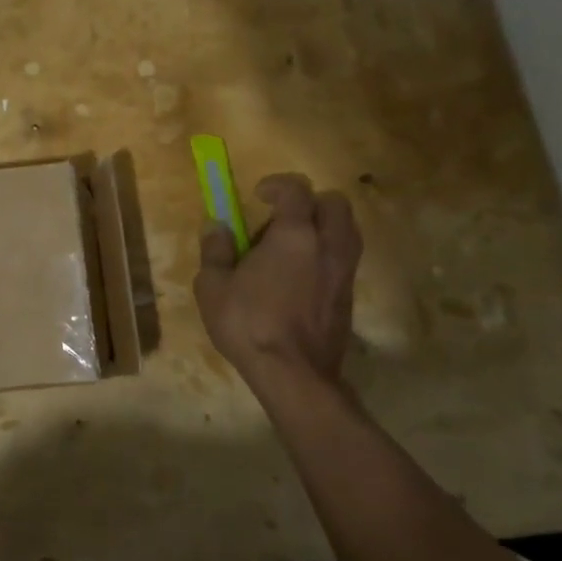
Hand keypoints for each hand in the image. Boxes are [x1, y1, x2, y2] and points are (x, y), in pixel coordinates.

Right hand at [193, 174, 361, 393]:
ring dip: (323, 228)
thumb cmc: (249, 324)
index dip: (277, 185)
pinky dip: (326, 255)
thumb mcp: (213, 286)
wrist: (295, 375)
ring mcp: (344, 272)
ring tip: (292, 247)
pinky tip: (300, 277)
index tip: (259, 195)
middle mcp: (327, 246)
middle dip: (309, 202)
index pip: (297, 190)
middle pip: (335, 203)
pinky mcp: (349, 297)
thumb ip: (215, 250)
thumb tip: (217, 226)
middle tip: (280, 220)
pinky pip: (344, 259)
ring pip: (346, 231)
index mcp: (294, 235)